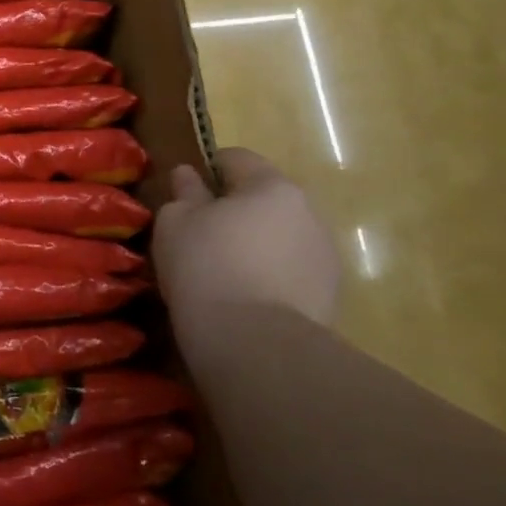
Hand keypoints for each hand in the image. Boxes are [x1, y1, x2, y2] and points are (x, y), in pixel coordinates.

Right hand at [153, 149, 340, 335]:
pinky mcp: (330, 298)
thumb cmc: (207, 267)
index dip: (208, 170)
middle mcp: (308, 213)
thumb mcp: (176, 223)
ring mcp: (325, 258)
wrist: (257, 346)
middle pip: (265, 199)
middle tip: (201, 236)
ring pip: (281, 237)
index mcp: (272, 186)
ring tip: (225, 273)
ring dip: (257, 245)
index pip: (237, 158)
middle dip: (237, 210)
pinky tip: (245, 299)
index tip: (186, 194)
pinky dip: (271, 277)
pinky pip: (292, 273)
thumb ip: (184, 193)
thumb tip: (189, 175)